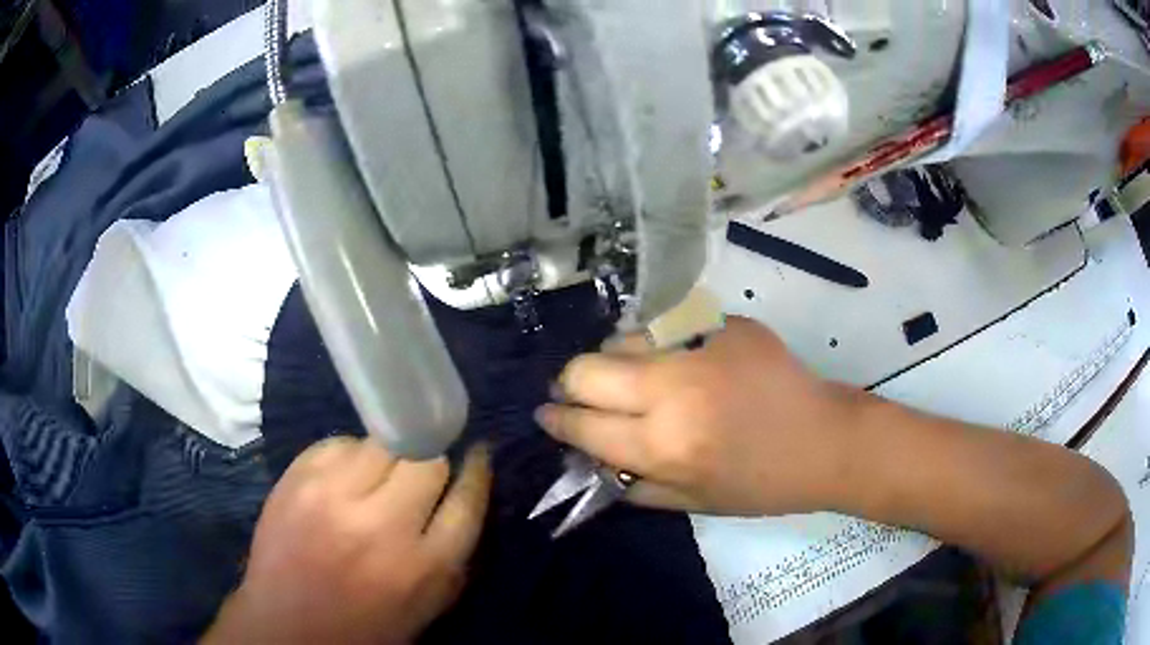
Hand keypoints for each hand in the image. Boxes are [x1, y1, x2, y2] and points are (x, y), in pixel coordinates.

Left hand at [203, 438, 490, 644]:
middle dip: (431, 462)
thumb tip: (465, 492)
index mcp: (422, 566)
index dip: (476, 470)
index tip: (477, 453)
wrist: (287, 624)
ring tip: (378, 476)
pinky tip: (344, 478)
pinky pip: (340, 443)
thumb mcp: (429, 605)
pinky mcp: (296, 478)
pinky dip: (350, 455)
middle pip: (427, 459)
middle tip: (421, 473)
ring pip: (383, 442)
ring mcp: (332, 496)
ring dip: (390, 456)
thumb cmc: (366, 625)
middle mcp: (380, 525)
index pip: (466, 498)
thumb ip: (454, 552)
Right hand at [536, 317, 853, 516]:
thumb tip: (591, 459)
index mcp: (664, 446)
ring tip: (631, 375)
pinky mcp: (726, 324)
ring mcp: (701, 348)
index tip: (547, 414)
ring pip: (622, 337)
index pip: (583, 424)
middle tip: (578, 392)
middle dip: (570, 383)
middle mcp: (673, 391)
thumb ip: (634, 485)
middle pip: (586, 368)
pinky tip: (679, 360)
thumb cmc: (763, 485)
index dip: (557, 419)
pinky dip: (660, 346)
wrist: (826, 440)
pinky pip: (669, 327)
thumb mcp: (694, 504)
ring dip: (614, 359)